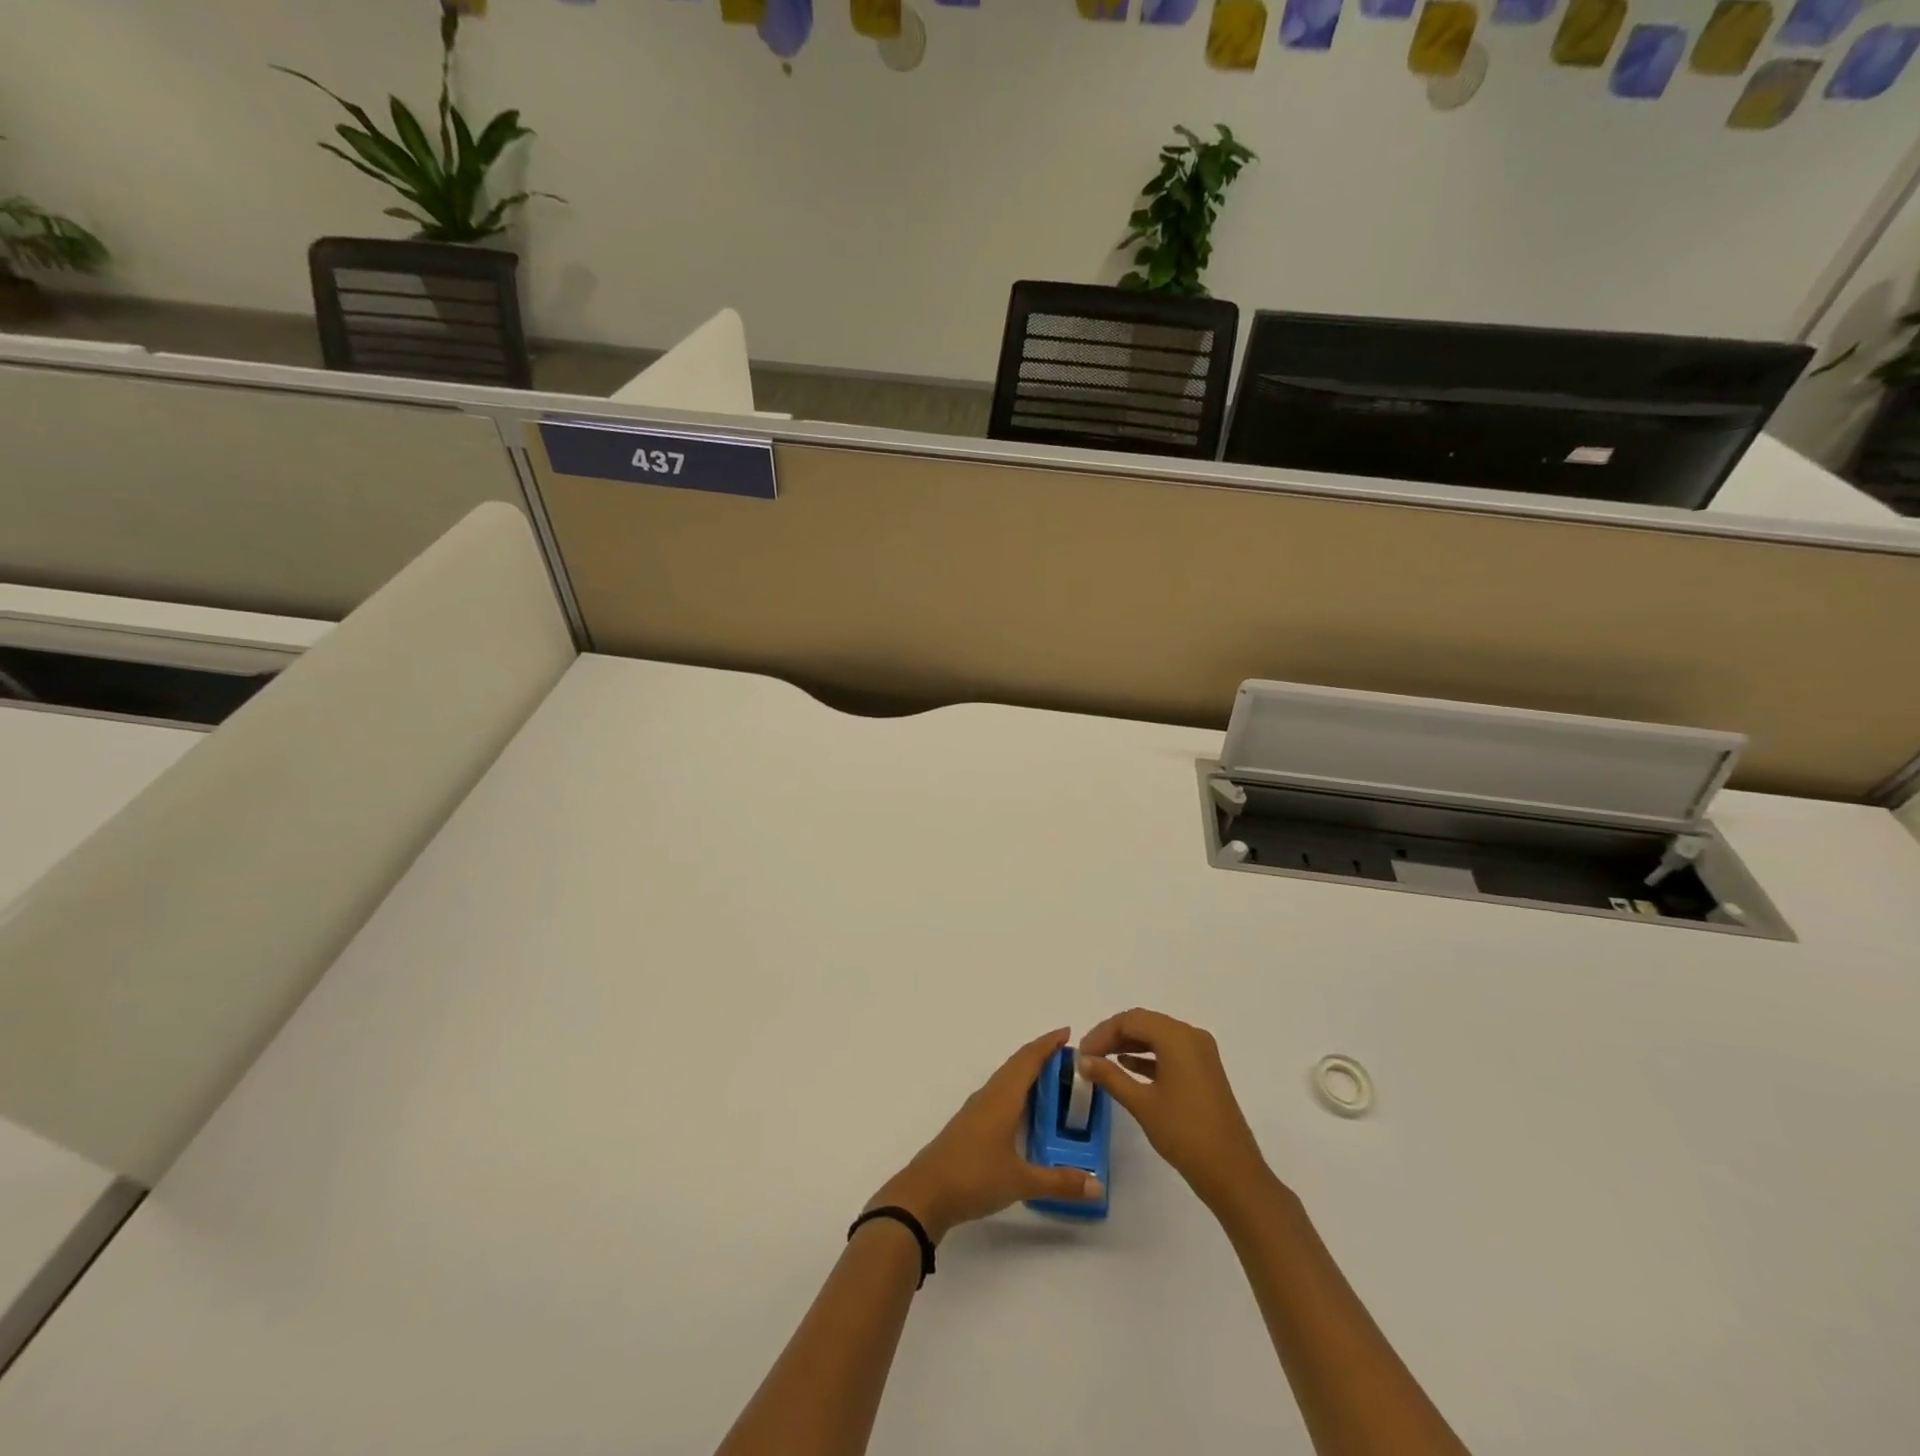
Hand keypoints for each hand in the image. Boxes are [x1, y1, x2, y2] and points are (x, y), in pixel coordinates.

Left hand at [868, 1028, 1104, 1242]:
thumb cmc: (973, 1177)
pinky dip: (1016, 1092)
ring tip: (1053, 1080)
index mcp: (1002, 1098)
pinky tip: (1024, 1110)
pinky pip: (999, 1095)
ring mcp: (976, 1110)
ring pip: (1006, 1080)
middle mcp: (989, 1096)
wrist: (924, 1195)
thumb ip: (1059, 1182)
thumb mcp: (1020, 1181)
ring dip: (1027, 1073)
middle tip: (1069, 1058)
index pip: (1028, 1060)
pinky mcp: (969, 1126)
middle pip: (1016, 1064)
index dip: (1047, 1044)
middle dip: (1041, 1055)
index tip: (1067, 1032)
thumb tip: (1098, 1186)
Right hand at [1078, 1008, 1273, 1212]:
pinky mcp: (1205, 1070)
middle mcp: (1191, 1036)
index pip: (1131, 1020)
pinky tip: (1128, 1067)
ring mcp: (1201, 1053)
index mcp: (1177, 1037)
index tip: (1082, 1053)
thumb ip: (1110, 1076)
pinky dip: (1148, 1056)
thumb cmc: (1184, 1134)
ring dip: (1129, 1045)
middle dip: (1114, 1036)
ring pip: (1157, 1036)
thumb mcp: (1142, 1103)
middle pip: (1145, 1023)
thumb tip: (1082, 1060)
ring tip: (1102, 1061)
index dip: (1102, 1033)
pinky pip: (1170, 1051)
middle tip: (1089, 1055)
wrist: (1232, 1173)